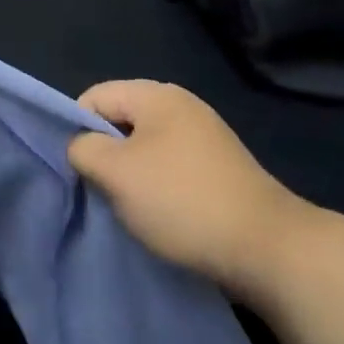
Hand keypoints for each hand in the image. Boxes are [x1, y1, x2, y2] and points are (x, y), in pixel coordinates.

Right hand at [70, 80, 313, 293]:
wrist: (266, 247)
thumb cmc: (181, 201)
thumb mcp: (116, 173)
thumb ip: (84, 149)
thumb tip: (81, 146)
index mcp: (157, 95)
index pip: (95, 96)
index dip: (77, 129)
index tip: (78, 169)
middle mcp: (182, 105)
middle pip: (121, 119)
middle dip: (105, 152)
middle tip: (101, 189)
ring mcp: (205, 136)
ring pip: (145, 145)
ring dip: (130, 173)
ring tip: (130, 206)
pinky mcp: (219, 166)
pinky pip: (171, 165)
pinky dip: (158, 185)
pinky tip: (161, 213)